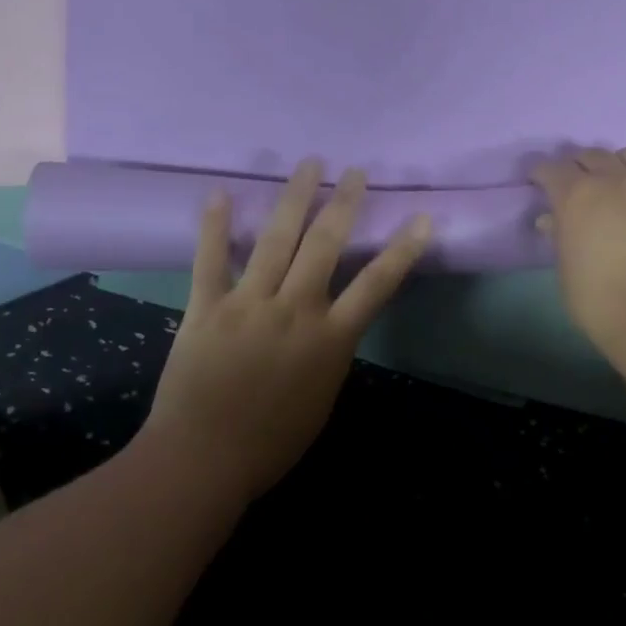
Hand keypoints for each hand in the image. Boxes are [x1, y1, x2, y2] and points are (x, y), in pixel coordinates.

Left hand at [144, 160, 429, 502]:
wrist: (203, 460)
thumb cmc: (271, 442)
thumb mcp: (322, 399)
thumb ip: (330, 354)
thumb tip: (330, 325)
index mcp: (330, 339)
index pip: (376, 284)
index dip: (403, 249)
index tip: (422, 218)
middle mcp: (295, 310)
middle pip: (325, 246)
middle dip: (343, 204)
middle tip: (354, 172)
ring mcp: (249, 304)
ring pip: (276, 241)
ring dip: (294, 198)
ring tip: (309, 164)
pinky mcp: (206, 308)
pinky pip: (210, 260)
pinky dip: (214, 226)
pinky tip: (218, 193)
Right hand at [531, 147, 625, 350]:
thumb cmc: (603, 302)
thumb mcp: (567, 274)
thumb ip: (560, 240)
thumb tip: (553, 221)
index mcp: (576, 196)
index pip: (551, 169)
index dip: (542, 174)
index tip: (539, 182)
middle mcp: (613, 180)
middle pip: (591, 156)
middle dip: (578, 166)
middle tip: (575, 186)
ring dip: (615, 164)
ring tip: (614, 184)